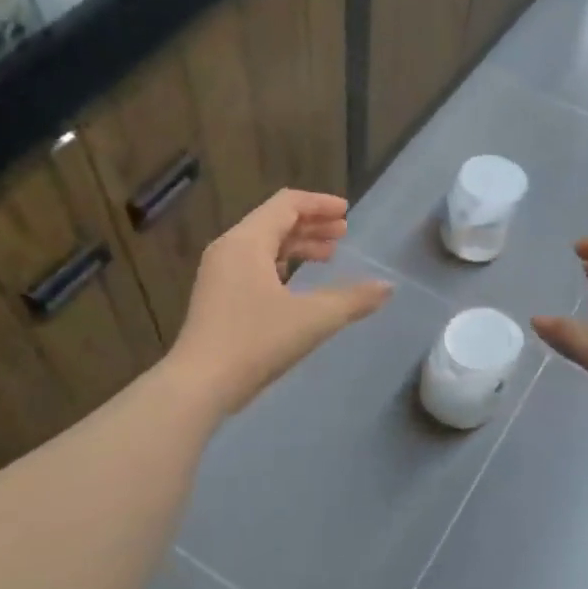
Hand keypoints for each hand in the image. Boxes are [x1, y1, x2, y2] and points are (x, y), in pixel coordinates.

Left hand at [169, 189, 392, 415]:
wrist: (200, 384)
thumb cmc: (256, 342)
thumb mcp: (312, 319)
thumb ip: (353, 300)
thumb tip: (388, 287)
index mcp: (247, 241)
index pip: (286, 204)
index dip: (320, 205)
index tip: (347, 213)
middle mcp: (229, 248)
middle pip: (274, 221)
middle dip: (311, 225)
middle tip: (343, 234)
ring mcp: (218, 273)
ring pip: (263, 245)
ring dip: (297, 246)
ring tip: (328, 256)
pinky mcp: (216, 296)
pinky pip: (252, 266)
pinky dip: (280, 265)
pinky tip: (296, 284)